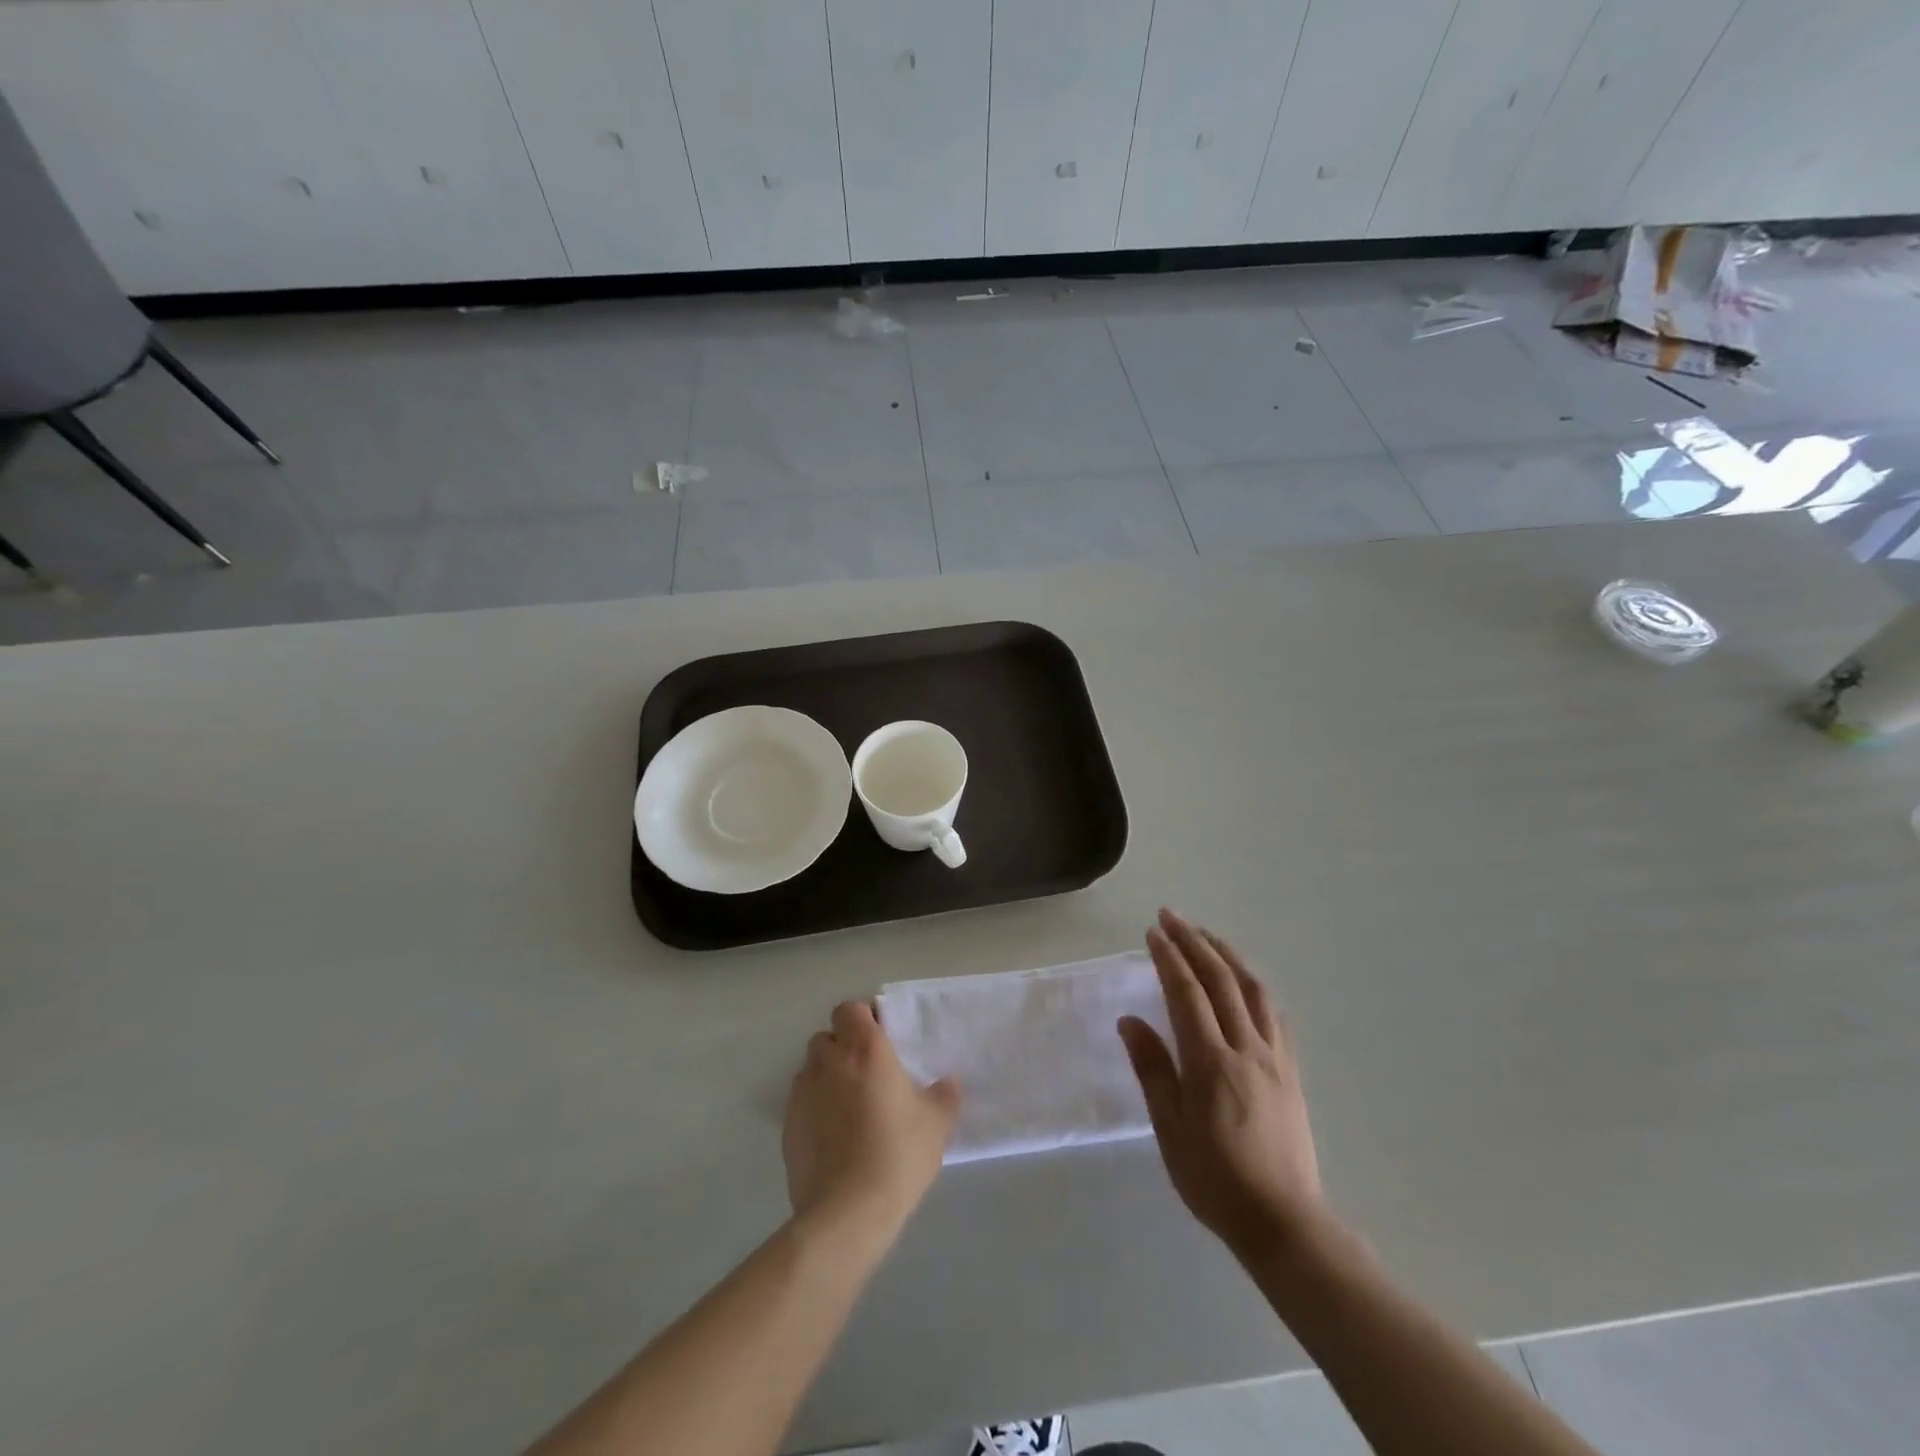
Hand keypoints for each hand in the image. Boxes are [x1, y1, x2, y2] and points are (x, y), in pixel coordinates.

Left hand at [784, 1001, 959, 1242]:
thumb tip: (950, 1082)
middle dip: (844, 1048)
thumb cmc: (897, 1155)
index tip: (882, 1038)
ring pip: (812, 1069)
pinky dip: (815, 1108)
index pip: (851, 1010)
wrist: (846, 1213)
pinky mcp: (787, 1125)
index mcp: (865, 1049)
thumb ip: (944, 1096)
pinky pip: (802, 1102)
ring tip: (850, 1106)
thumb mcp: (936, 1125)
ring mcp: (803, 1093)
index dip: (863, 1019)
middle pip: (828, 1037)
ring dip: (828, 1077)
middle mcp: (829, 1061)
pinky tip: (834, 1136)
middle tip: (868, 1073)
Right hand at [1119, 909, 1326, 1261]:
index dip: (1169, 957)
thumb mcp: (1170, 1129)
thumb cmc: (1215, 1179)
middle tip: (1171, 916)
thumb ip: (1152, 1070)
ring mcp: (1274, 1058)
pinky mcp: (1291, 1072)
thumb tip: (1130, 1021)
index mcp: (1211, 1062)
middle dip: (1194, 942)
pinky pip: (1273, 1015)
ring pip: (1252, 990)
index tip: (1152, 932)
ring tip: (1206, 935)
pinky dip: (1253, 986)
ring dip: (1226, 955)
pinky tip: (1244, 982)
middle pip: (1220, 980)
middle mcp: (1246, 1048)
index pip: (1187, 994)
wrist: (1283, 1221)